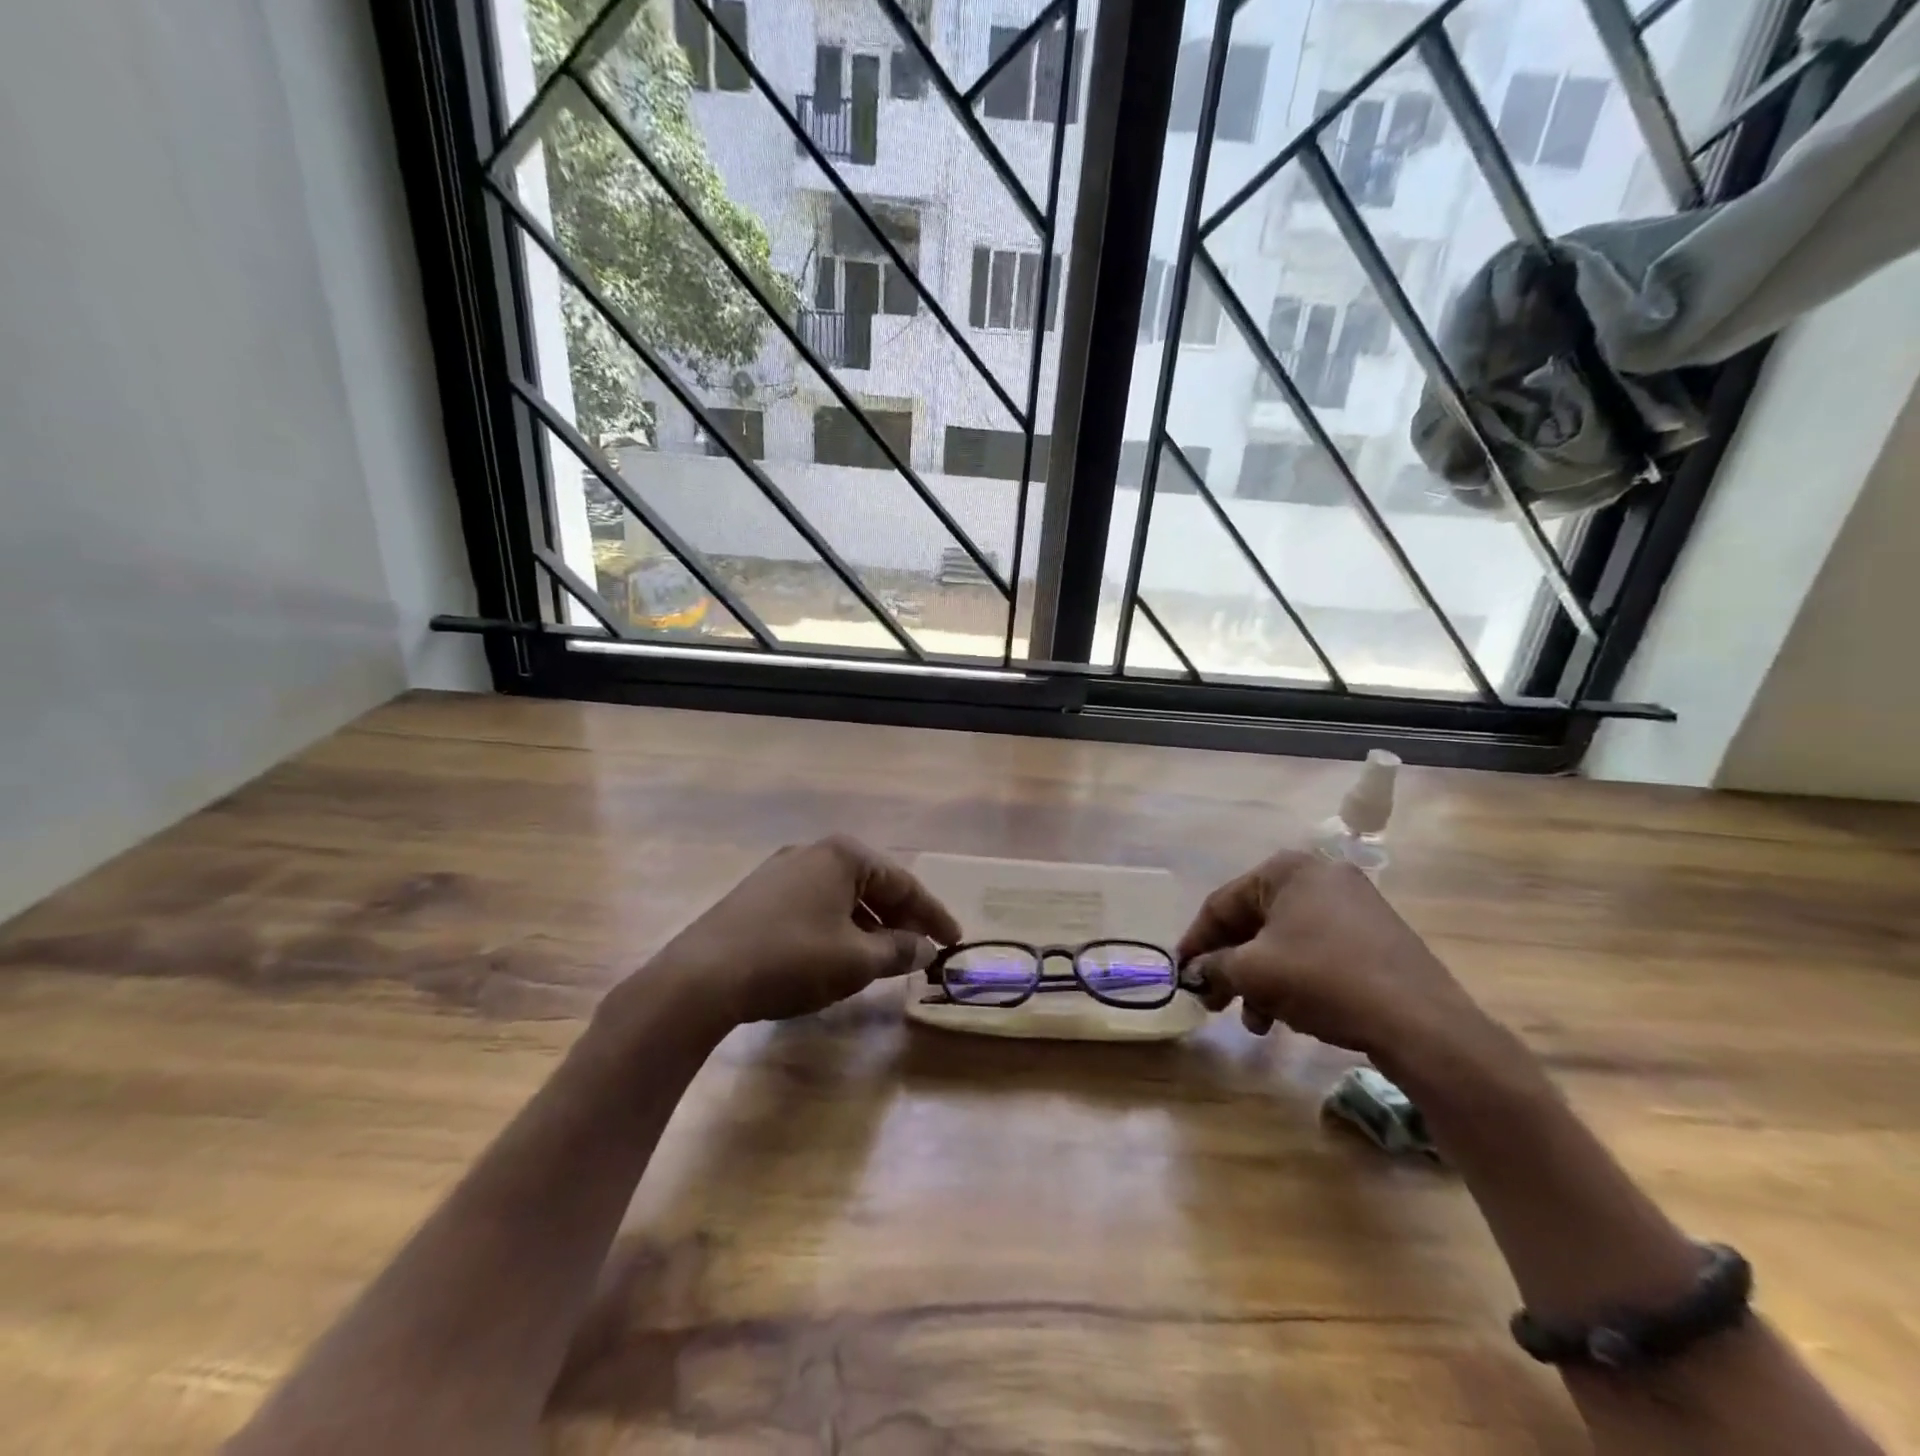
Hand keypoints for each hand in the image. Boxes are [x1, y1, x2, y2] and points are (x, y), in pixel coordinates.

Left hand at [649, 836, 961, 1029]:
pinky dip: (838, 927)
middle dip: (900, 918)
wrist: (702, 977)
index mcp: (842, 856)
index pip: (903, 882)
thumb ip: (898, 951)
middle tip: (922, 949)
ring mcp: (780, 872)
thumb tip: (926, 948)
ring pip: (841, 896)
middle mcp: (812, 852)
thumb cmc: (792, 959)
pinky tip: (839, 954)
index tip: (953, 940)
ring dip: (869, 925)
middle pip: (872, 884)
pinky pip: (814, 905)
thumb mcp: (856, 960)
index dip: (932, 914)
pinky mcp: (758, 895)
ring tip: (885, 957)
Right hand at [1177, 851, 1502, 1078]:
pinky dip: (1293, 979)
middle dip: (1231, 966)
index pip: (1222, 903)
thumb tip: (1194, 973)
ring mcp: (1353, 906)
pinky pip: (1316, 952)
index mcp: (1287, 869)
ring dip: (1260, 981)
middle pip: (1254, 922)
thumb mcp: (1254, 972)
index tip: (1181, 975)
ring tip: (1255, 1021)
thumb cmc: (1324, 979)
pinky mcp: (1375, 938)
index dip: (1196, 942)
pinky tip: (1289, 1015)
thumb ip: (1214, 966)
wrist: (1421, 1023)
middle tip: (1214, 1001)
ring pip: (1284, 942)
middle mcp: (1320, 877)